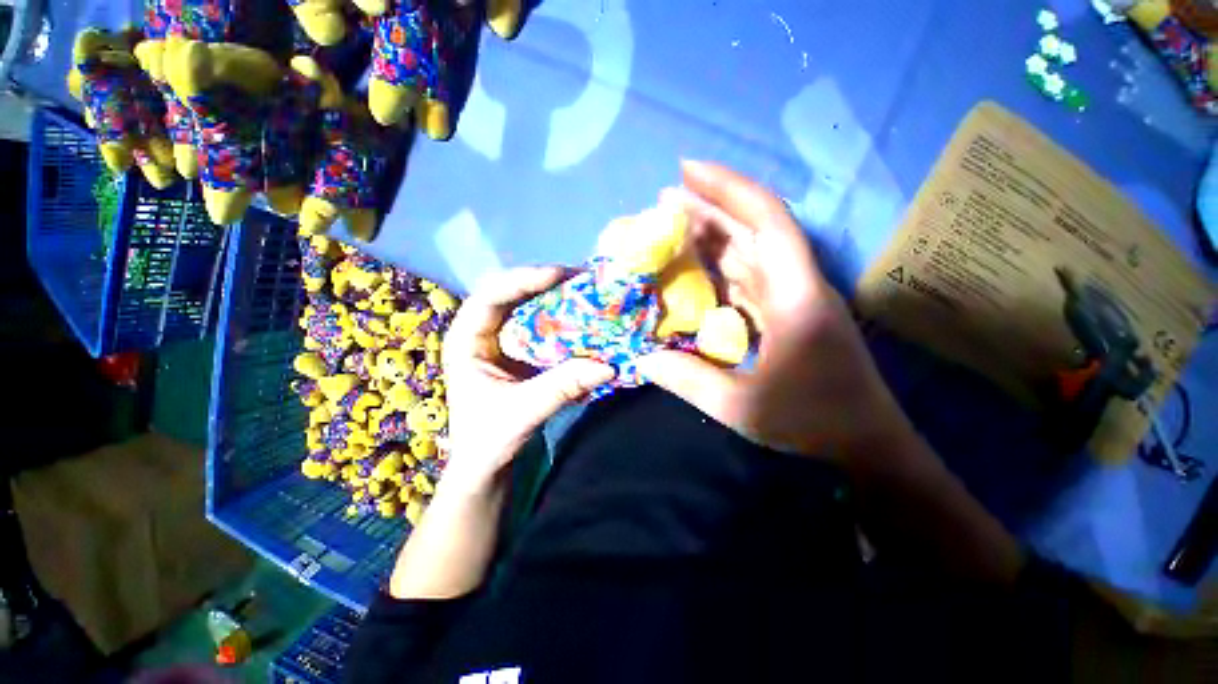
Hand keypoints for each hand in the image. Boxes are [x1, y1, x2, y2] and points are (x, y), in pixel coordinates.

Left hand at [442, 267, 615, 488]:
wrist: (485, 465)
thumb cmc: (488, 440)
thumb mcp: (523, 412)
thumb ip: (562, 386)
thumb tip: (608, 365)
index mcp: (465, 341)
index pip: (489, 296)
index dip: (523, 280)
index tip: (559, 275)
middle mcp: (481, 334)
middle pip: (510, 295)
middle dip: (544, 284)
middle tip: (580, 279)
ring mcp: (502, 342)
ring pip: (528, 308)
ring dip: (556, 300)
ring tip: (585, 292)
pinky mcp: (520, 352)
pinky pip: (541, 327)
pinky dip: (562, 321)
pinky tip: (582, 318)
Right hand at [638, 161, 909, 459]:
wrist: (867, 444)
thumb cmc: (812, 422)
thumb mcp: (741, 407)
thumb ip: (689, 380)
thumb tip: (644, 358)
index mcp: (795, 296)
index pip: (766, 220)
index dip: (727, 188)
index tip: (685, 172)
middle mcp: (797, 285)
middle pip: (753, 230)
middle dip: (709, 208)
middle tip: (663, 201)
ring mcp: (793, 299)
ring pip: (750, 253)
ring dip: (712, 236)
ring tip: (672, 227)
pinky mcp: (787, 315)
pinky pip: (748, 280)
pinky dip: (720, 270)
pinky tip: (695, 271)